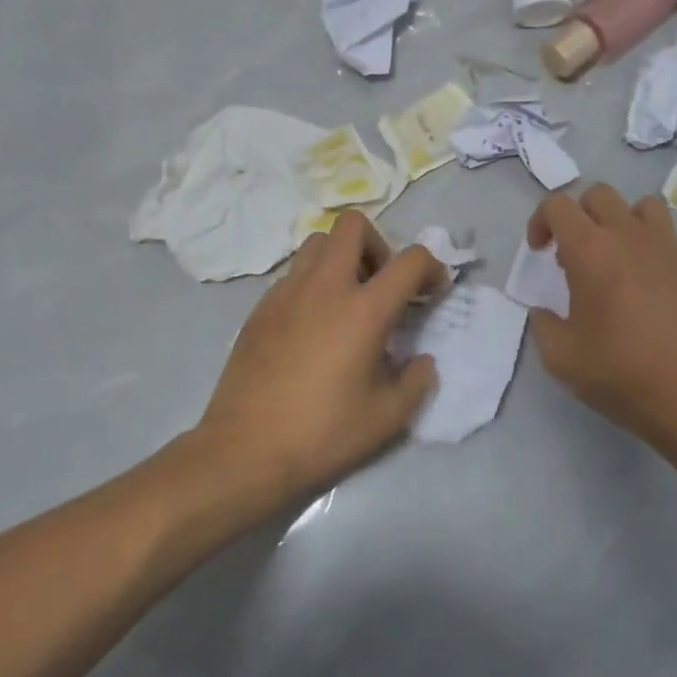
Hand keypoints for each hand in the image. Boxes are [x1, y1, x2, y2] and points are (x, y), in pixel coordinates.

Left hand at [197, 210, 446, 508]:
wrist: (245, 451)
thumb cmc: (323, 434)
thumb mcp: (388, 417)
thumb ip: (417, 380)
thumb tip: (421, 360)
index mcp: (364, 310)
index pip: (411, 260)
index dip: (432, 269)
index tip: (432, 294)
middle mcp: (325, 287)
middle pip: (353, 225)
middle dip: (379, 245)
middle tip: (382, 287)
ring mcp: (286, 293)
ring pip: (317, 243)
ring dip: (342, 259)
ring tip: (348, 301)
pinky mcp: (260, 308)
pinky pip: (293, 274)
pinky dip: (313, 283)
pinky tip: (314, 326)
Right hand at [526, 184, 676, 447]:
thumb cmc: (619, 371)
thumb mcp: (560, 357)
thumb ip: (543, 325)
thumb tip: (543, 312)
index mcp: (589, 250)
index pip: (558, 205)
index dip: (540, 220)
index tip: (540, 252)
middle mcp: (627, 235)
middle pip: (598, 194)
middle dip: (577, 215)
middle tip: (571, 255)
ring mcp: (664, 247)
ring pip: (638, 205)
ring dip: (617, 220)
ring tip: (612, 256)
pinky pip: (663, 234)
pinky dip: (645, 243)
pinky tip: (641, 283)